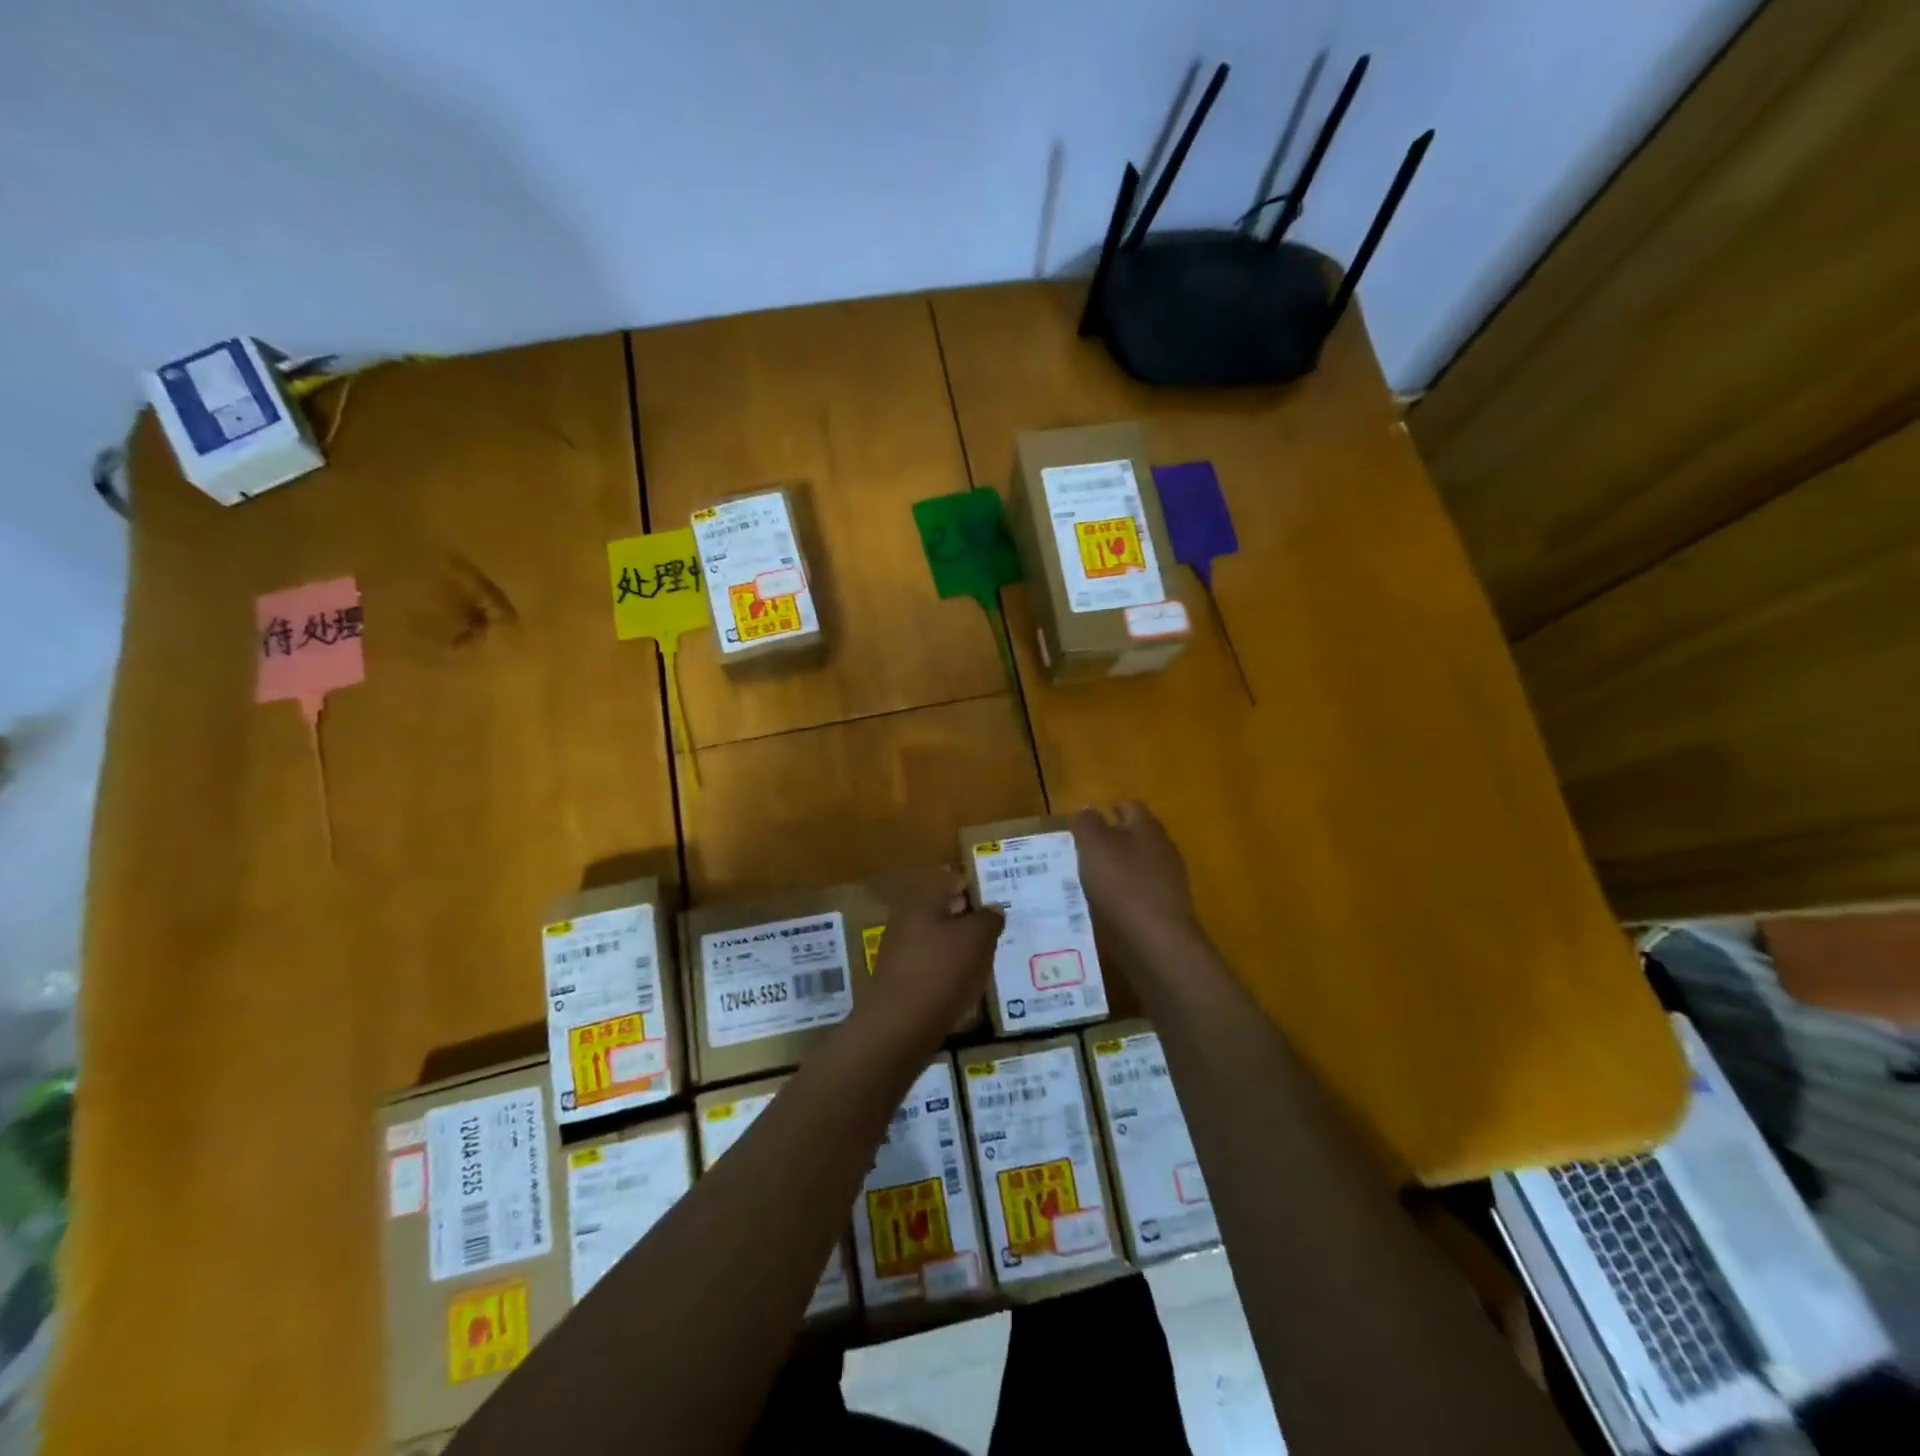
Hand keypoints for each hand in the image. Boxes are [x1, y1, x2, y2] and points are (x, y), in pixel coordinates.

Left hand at [854, 873, 1001, 1055]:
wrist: (899, 1028)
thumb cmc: (941, 971)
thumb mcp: (977, 938)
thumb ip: (989, 918)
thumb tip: (993, 910)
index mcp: (921, 899)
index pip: (953, 880)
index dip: (978, 890)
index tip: (1000, 905)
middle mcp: (906, 919)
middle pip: (946, 911)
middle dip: (972, 921)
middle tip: (999, 934)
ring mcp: (901, 950)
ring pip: (940, 940)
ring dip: (963, 948)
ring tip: (988, 962)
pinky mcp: (902, 979)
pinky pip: (933, 966)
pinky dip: (950, 971)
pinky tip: (967, 986)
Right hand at [1069, 801, 1201, 955]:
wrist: (1157, 941)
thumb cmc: (1122, 884)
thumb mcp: (1093, 845)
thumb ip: (1086, 823)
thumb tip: (1085, 811)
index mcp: (1147, 826)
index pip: (1128, 805)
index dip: (1105, 811)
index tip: (1081, 826)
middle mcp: (1162, 848)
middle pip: (1134, 836)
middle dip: (1109, 841)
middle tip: (1080, 854)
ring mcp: (1169, 880)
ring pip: (1136, 865)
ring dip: (1115, 870)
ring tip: (1087, 883)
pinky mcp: (1167, 908)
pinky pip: (1139, 893)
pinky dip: (1123, 896)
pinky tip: (1105, 908)